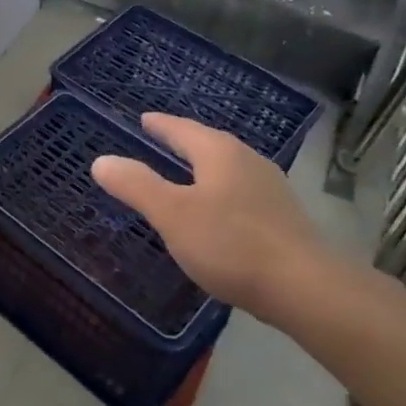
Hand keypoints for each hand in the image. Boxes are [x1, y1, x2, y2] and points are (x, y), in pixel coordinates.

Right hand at [91, 113, 345, 325]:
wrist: (305, 287)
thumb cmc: (231, 244)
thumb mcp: (172, 215)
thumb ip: (136, 185)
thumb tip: (101, 160)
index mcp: (219, 153)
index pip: (182, 129)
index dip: (160, 125)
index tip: (143, 119)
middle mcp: (248, 161)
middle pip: (208, 144)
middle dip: (183, 142)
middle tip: (159, 141)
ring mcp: (270, 188)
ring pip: (227, 168)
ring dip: (203, 167)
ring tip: (184, 174)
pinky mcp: (282, 216)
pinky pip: (240, 191)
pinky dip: (219, 191)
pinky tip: (216, 211)